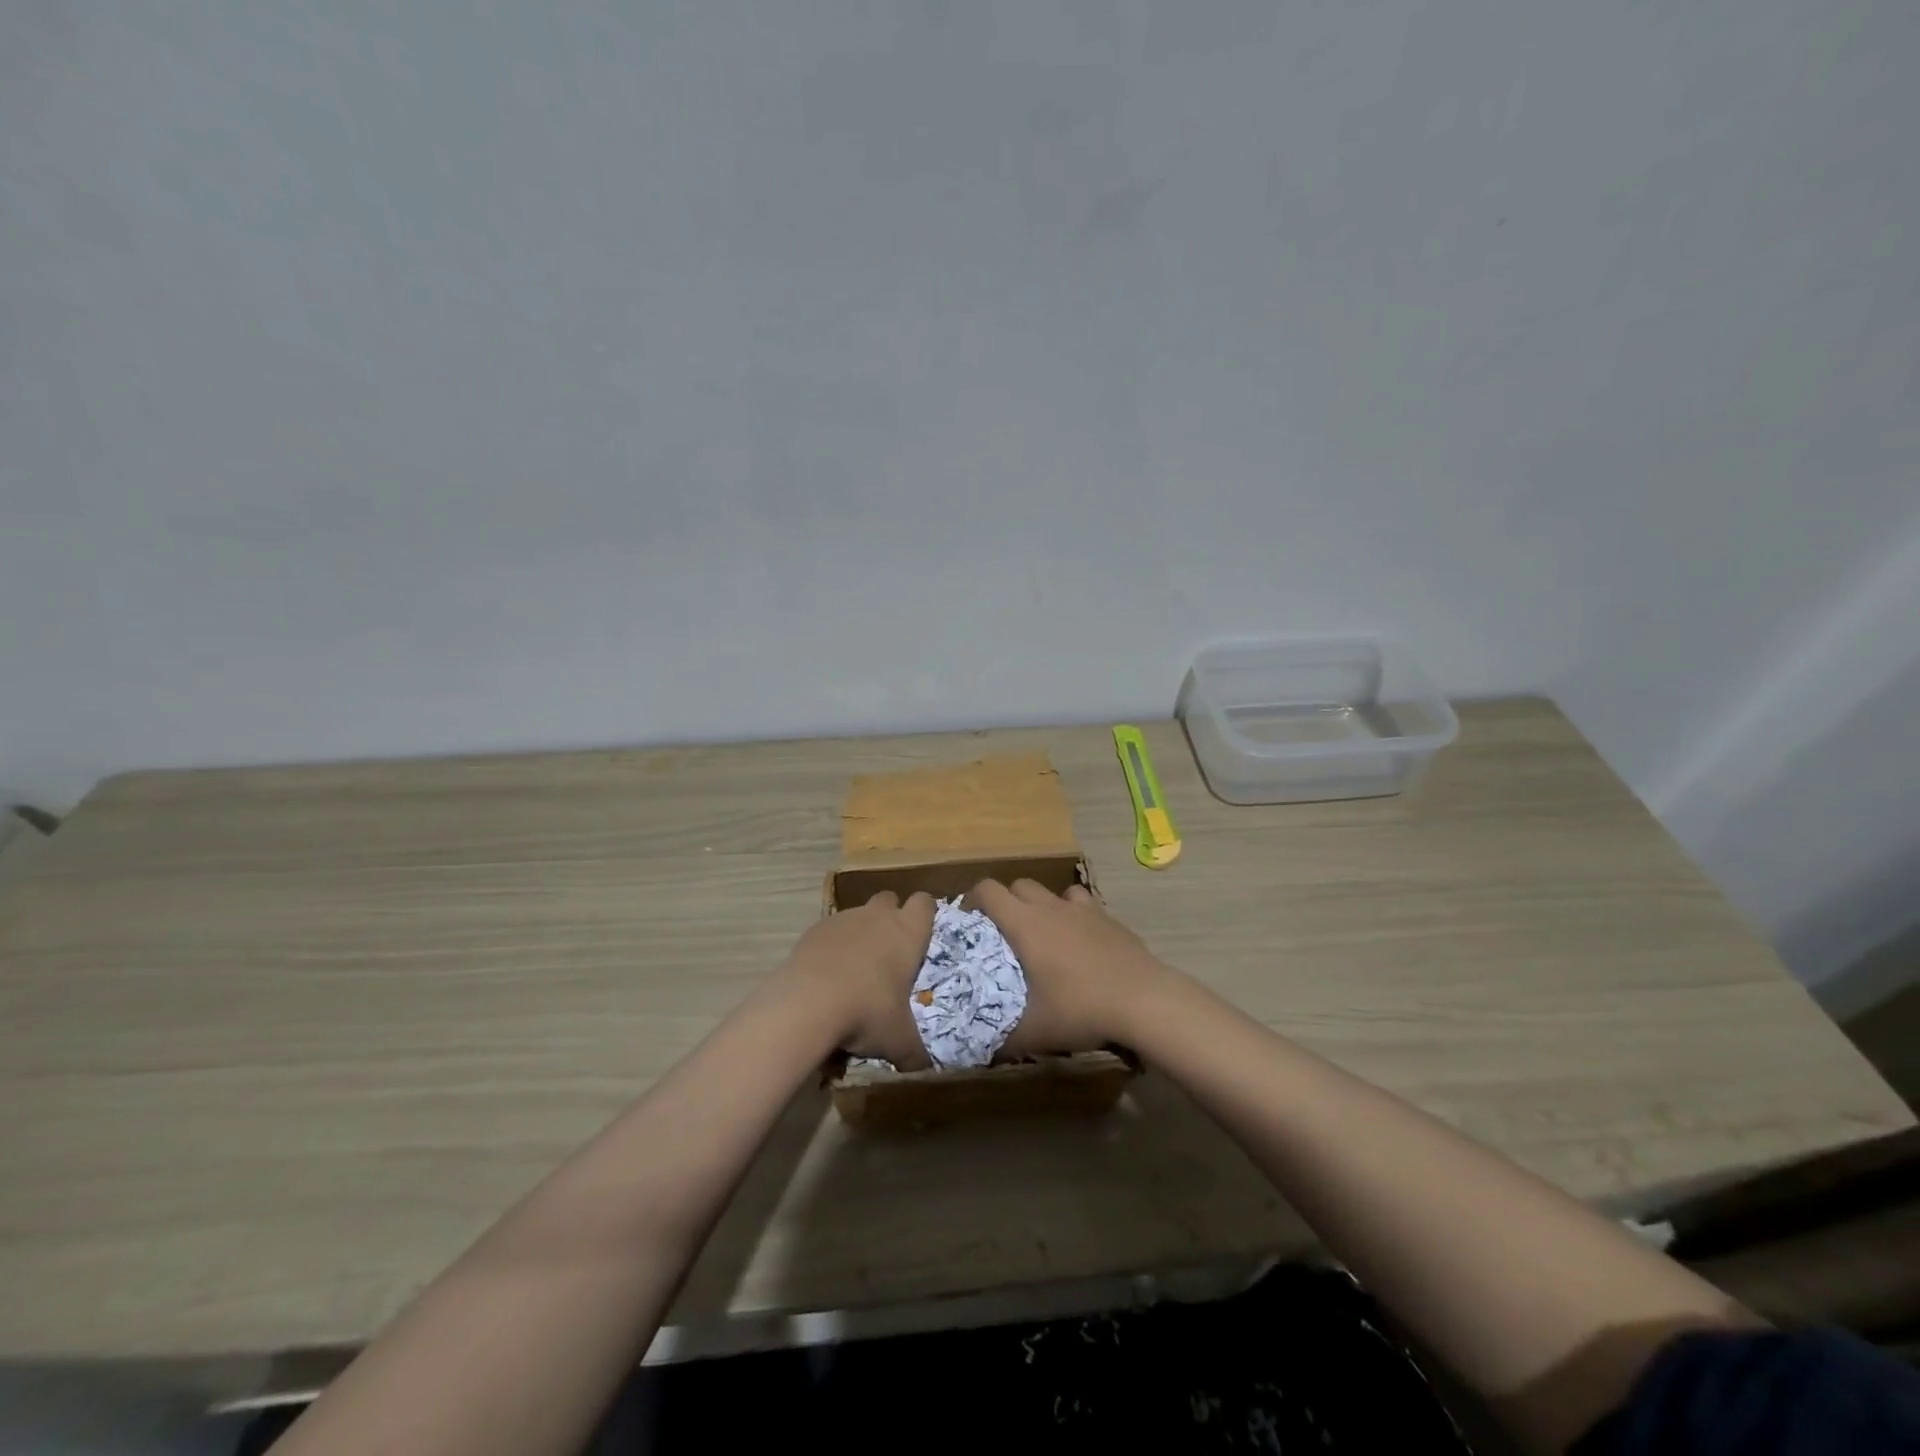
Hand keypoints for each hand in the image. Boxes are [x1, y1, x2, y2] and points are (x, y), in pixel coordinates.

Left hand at [781, 890, 936, 1069]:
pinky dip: (832, 946)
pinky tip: (827, 975)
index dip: (925, 914)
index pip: (925, 902)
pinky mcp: (815, 929)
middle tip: (888, 951)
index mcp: (907, 932)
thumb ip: (913, 1052)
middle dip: (891, 917)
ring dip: (860, 933)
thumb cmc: (867, 1012)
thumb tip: (921, 1067)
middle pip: (889, 899)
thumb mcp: (898, 1040)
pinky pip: (830, 930)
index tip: (922, 934)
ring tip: (854, 970)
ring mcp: (844, 919)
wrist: (808, 1003)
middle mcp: (878, 916)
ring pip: (858, 914)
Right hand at [968, 879, 1169, 1056]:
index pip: (988, 890)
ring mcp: (1083, 909)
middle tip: (1005, 933)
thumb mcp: (1035, 1032)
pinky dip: (1075, 915)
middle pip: (1019, 885)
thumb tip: (981, 1051)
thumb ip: (1004, 1040)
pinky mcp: (1109, 918)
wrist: (1144, 1000)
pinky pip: (1083, 904)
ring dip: (1043, 904)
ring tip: (1045, 934)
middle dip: (1007, 901)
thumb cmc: (1081, 1009)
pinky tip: (1081, 941)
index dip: (973, 899)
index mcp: (1025, 924)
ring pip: (1053, 891)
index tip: (970, 921)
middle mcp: (1051, 907)